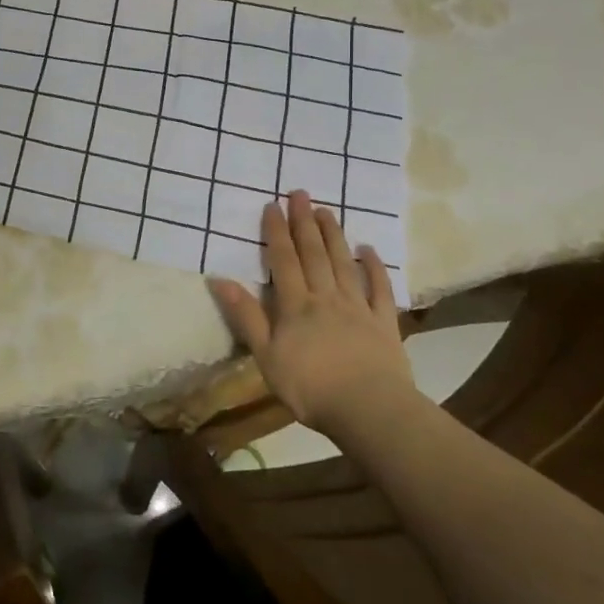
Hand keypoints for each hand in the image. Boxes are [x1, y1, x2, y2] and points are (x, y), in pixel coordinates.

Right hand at [209, 190, 418, 435]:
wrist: (369, 410)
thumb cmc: (310, 387)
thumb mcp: (266, 356)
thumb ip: (246, 316)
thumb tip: (219, 279)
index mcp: (296, 305)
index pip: (284, 261)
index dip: (276, 232)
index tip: (273, 205)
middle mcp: (326, 297)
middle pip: (314, 254)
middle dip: (304, 222)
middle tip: (300, 193)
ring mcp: (358, 308)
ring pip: (343, 264)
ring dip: (334, 235)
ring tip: (327, 210)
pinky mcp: (384, 323)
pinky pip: (379, 289)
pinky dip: (374, 268)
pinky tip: (368, 250)